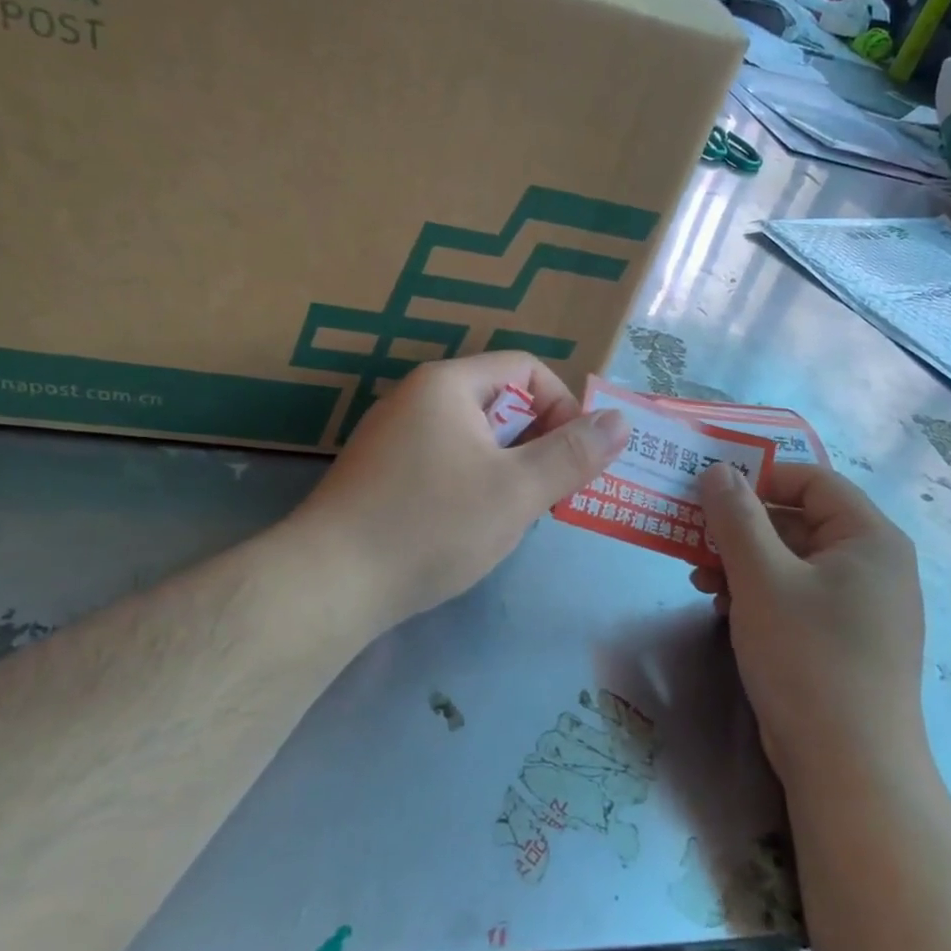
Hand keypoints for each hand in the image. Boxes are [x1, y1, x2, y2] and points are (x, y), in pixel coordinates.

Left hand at [288, 353, 627, 631]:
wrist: (330, 582)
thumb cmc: (432, 525)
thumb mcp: (517, 491)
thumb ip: (572, 455)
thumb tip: (619, 420)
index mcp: (448, 385)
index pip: (525, 368)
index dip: (563, 406)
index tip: (575, 458)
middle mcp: (415, 398)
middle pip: (498, 401)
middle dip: (537, 442)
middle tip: (551, 493)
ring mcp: (390, 437)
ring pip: (471, 437)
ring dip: (506, 467)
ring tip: (516, 515)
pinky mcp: (378, 474)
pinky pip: (442, 462)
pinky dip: (470, 483)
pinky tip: (468, 527)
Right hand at [692, 463, 924, 788]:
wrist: (848, 768)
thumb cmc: (808, 657)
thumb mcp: (761, 578)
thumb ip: (736, 517)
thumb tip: (718, 470)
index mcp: (869, 538)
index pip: (811, 481)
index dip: (759, 476)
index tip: (709, 490)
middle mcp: (873, 565)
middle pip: (798, 521)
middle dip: (741, 528)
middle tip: (691, 536)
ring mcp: (860, 607)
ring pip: (792, 562)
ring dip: (743, 563)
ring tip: (699, 578)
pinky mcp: (843, 640)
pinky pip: (796, 597)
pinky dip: (759, 594)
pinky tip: (723, 608)